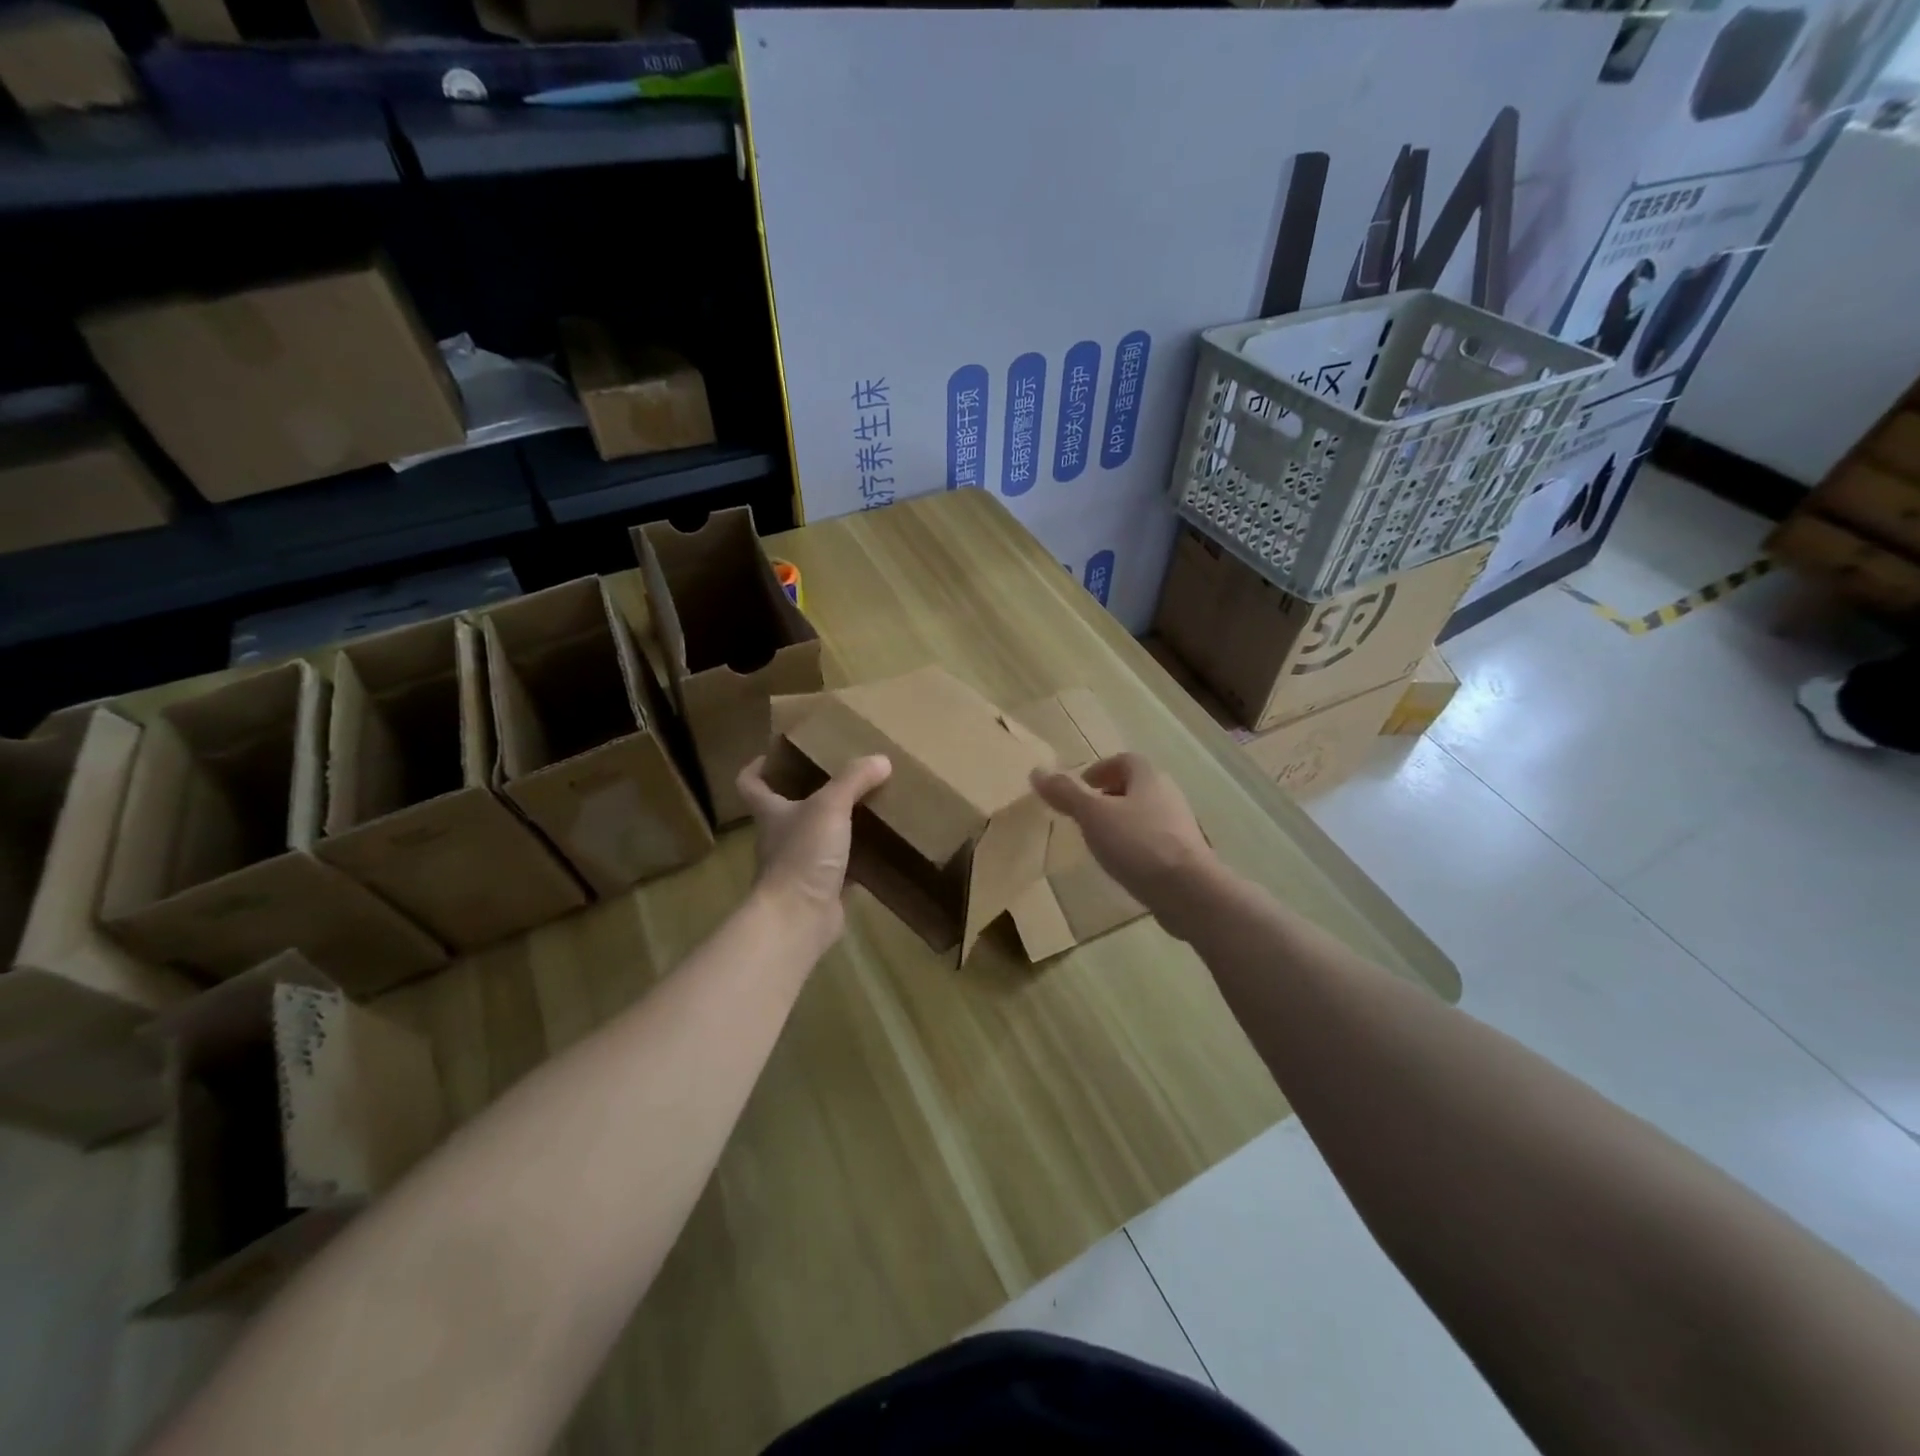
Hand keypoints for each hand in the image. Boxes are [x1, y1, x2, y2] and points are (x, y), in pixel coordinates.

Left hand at [736, 753, 891, 951]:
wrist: (798, 919)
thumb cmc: (803, 855)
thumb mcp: (830, 807)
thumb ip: (854, 780)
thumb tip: (881, 759)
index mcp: (771, 813)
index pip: (751, 783)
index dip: (759, 767)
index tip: (776, 755)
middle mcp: (779, 838)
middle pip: (787, 810)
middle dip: (809, 794)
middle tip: (840, 778)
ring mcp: (799, 866)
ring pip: (816, 839)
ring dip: (837, 827)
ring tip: (867, 808)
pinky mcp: (820, 890)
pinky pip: (840, 869)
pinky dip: (857, 860)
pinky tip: (879, 849)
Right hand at [1030, 753, 1217, 941]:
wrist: (1188, 890)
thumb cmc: (1137, 843)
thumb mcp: (1093, 815)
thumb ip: (1066, 793)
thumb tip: (1037, 771)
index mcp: (1148, 777)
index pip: (1124, 760)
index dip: (1101, 769)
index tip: (1081, 787)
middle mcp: (1168, 794)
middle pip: (1136, 786)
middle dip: (1109, 796)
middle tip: (1085, 814)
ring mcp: (1180, 826)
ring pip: (1145, 814)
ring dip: (1122, 821)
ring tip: (1099, 840)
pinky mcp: (1185, 854)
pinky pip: (1154, 840)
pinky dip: (1135, 844)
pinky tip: (1122, 864)